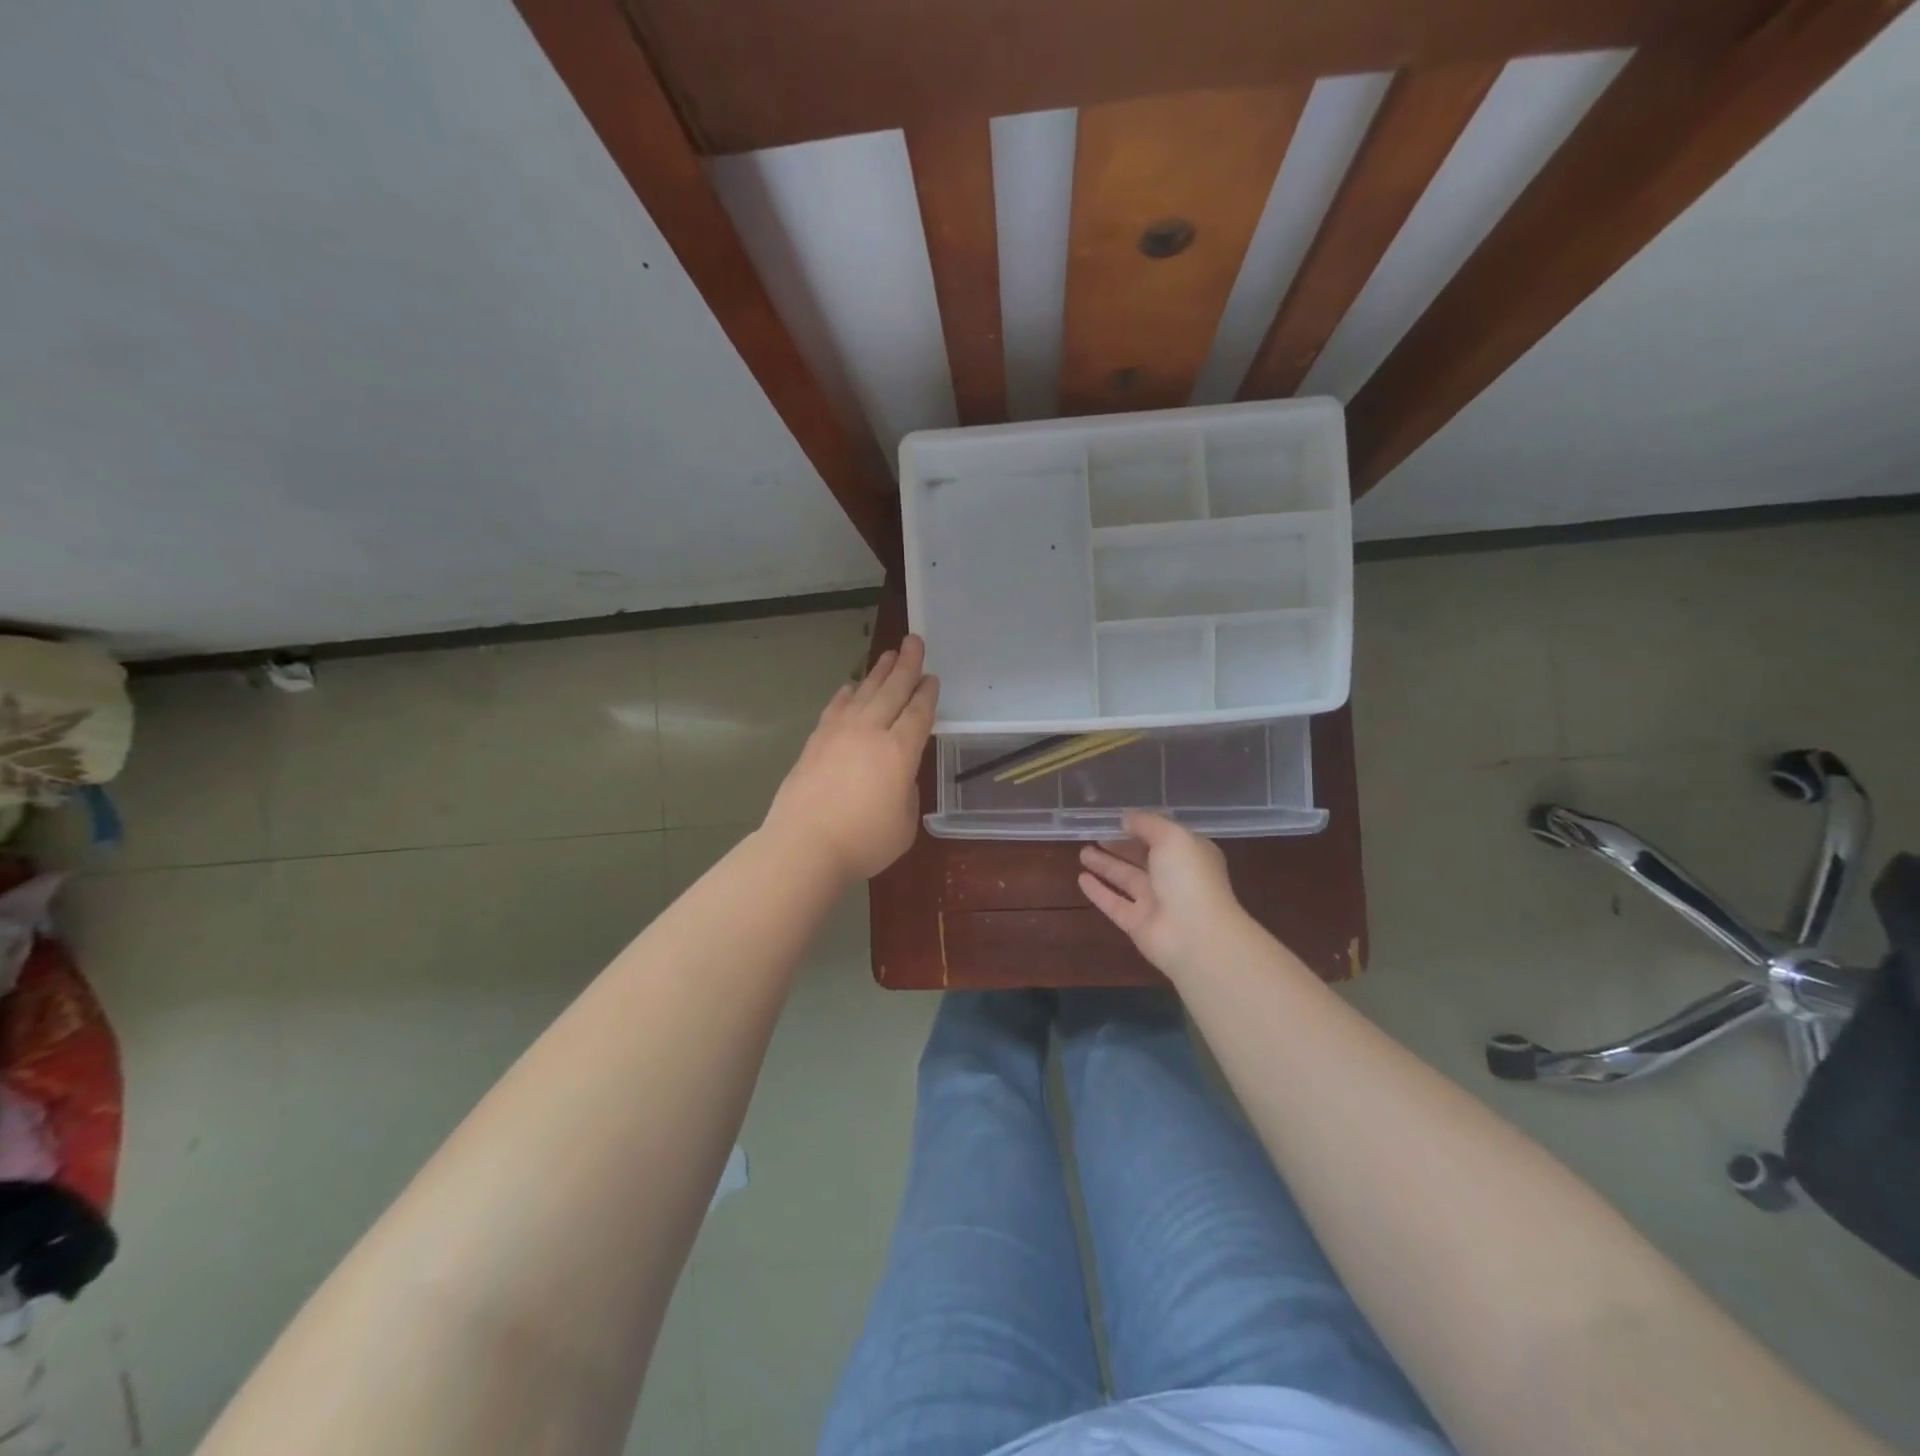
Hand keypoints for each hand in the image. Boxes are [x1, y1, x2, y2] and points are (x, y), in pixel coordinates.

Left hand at [762, 634, 938, 882]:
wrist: (803, 846)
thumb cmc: (863, 842)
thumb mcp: (904, 824)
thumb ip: (906, 793)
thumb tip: (896, 777)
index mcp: (899, 752)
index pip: (918, 714)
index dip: (927, 694)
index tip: (932, 677)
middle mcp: (870, 733)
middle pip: (892, 691)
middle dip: (906, 665)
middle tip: (914, 641)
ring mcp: (838, 734)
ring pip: (863, 694)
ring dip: (878, 673)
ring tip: (888, 654)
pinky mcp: (814, 743)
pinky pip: (835, 709)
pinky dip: (846, 696)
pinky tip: (849, 688)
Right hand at [1078, 811, 1251, 979]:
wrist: (1197, 936)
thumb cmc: (1189, 878)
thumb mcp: (1172, 837)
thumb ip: (1147, 824)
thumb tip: (1126, 819)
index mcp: (1189, 855)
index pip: (1163, 837)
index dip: (1141, 827)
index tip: (1116, 819)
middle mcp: (1173, 878)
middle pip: (1142, 858)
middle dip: (1120, 846)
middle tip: (1095, 835)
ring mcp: (1155, 903)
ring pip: (1126, 879)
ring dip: (1105, 865)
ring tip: (1082, 852)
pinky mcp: (1137, 924)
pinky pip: (1114, 903)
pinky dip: (1098, 891)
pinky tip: (1080, 879)